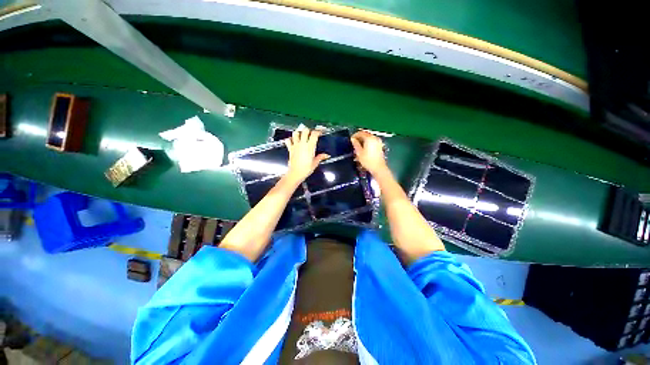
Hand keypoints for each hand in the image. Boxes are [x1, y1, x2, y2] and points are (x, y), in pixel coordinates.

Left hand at [284, 128, 329, 183]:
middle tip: (311, 134)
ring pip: (295, 133)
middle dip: (308, 130)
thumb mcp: (315, 163)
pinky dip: (290, 139)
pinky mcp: (290, 148)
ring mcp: (295, 145)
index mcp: (310, 146)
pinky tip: (293, 141)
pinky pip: (288, 140)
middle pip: (305, 130)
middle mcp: (302, 144)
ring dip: (299, 133)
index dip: (318, 131)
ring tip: (301, 136)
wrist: (296, 173)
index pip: (314, 134)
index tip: (320, 132)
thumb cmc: (306, 169)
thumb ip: (321, 157)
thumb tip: (327, 155)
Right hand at [351, 131, 386, 174]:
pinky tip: (364, 148)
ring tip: (358, 146)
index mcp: (369, 138)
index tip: (351, 139)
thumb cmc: (368, 160)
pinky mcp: (380, 146)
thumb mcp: (359, 152)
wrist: (378, 168)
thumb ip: (355, 144)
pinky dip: (367, 143)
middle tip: (354, 143)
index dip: (355, 135)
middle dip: (359, 138)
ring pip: (369, 138)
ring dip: (363, 140)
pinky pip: (372, 141)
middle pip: (365, 134)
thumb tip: (353, 139)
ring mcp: (378, 142)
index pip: (361, 133)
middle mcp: (375, 138)